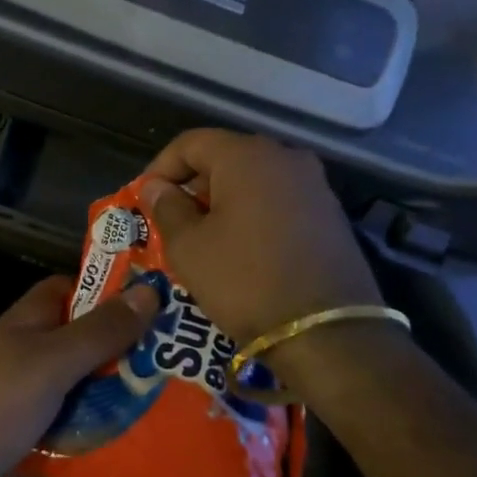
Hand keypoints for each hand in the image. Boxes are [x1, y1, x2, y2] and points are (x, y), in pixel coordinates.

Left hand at [0, 275, 160, 476]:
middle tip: (175, 383)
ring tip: (159, 450)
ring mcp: (18, 407)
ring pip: (76, 410)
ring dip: (109, 431)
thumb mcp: (51, 364)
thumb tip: (147, 293)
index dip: (109, 295)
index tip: (157, 309)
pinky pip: (57, 463)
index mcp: (28, 325)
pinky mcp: (13, 452)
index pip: (71, 291)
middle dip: (125, 369)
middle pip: (83, 354)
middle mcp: (24, 359)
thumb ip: (99, 333)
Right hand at [138, 128, 380, 345]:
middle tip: (171, 220)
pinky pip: (279, 201)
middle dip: (193, 185)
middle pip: (225, 157)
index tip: (145, 198)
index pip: (190, 143)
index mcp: (246, 156)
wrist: (328, 333)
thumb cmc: (245, 280)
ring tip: (203, 237)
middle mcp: (285, 158)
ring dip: (223, 201)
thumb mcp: (188, 246)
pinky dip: (253, 215)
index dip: (161, 167)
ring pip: (253, 180)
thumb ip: (166, 207)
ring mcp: (314, 185)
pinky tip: (241, 249)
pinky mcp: (331, 215)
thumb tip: (156, 186)